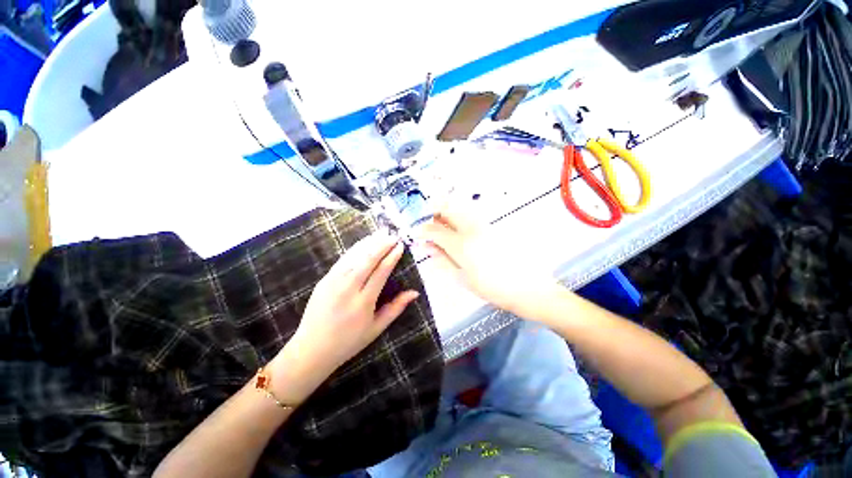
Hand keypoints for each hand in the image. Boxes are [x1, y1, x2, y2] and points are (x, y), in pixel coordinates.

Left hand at [269, 231, 419, 403]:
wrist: (311, 349)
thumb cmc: (349, 341)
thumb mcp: (376, 328)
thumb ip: (396, 308)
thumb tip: (415, 292)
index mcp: (363, 302)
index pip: (381, 272)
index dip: (392, 257)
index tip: (400, 246)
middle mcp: (348, 288)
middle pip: (367, 259)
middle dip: (381, 245)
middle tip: (393, 235)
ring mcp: (333, 282)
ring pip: (354, 256)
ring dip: (369, 243)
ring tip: (380, 234)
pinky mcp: (324, 280)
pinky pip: (342, 260)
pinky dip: (354, 249)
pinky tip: (363, 244)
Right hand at [418, 206, 561, 318]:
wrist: (527, 288)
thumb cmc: (491, 288)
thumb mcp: (462, 277)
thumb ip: (442, 259)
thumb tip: (427, 247)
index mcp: (461, 244)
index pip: (435, 230)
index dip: (423, 230)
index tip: (418, 234)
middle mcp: (471, 228)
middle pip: (448, 209)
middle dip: (434, 212)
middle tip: (431, 223)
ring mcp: (485, 224)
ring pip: (460, 207)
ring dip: (448, 212)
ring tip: (443, 224)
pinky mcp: (495, 225)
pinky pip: (472, 214)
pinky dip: (461, 216)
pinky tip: (461, 228)